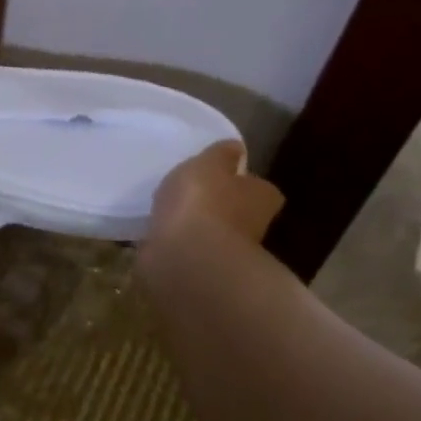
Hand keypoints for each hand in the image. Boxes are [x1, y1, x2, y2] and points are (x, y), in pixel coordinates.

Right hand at [146, 140, 284, 251]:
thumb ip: (221, 155)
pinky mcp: (200, 271)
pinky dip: (176, 246)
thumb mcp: (210, 163)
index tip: (220, 177)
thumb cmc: (203, 202)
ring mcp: (226, 254)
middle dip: (218, 207)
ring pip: (211, 235)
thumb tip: (235, 149)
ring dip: (195, 228)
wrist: (186, 258)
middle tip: (191, 195)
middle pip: (238, 213)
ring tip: (169, 215)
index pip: (259, 188)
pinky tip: (159, 237)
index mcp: (261, 197)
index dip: (241, 181)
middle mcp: (252, 227)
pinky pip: (187, 252)